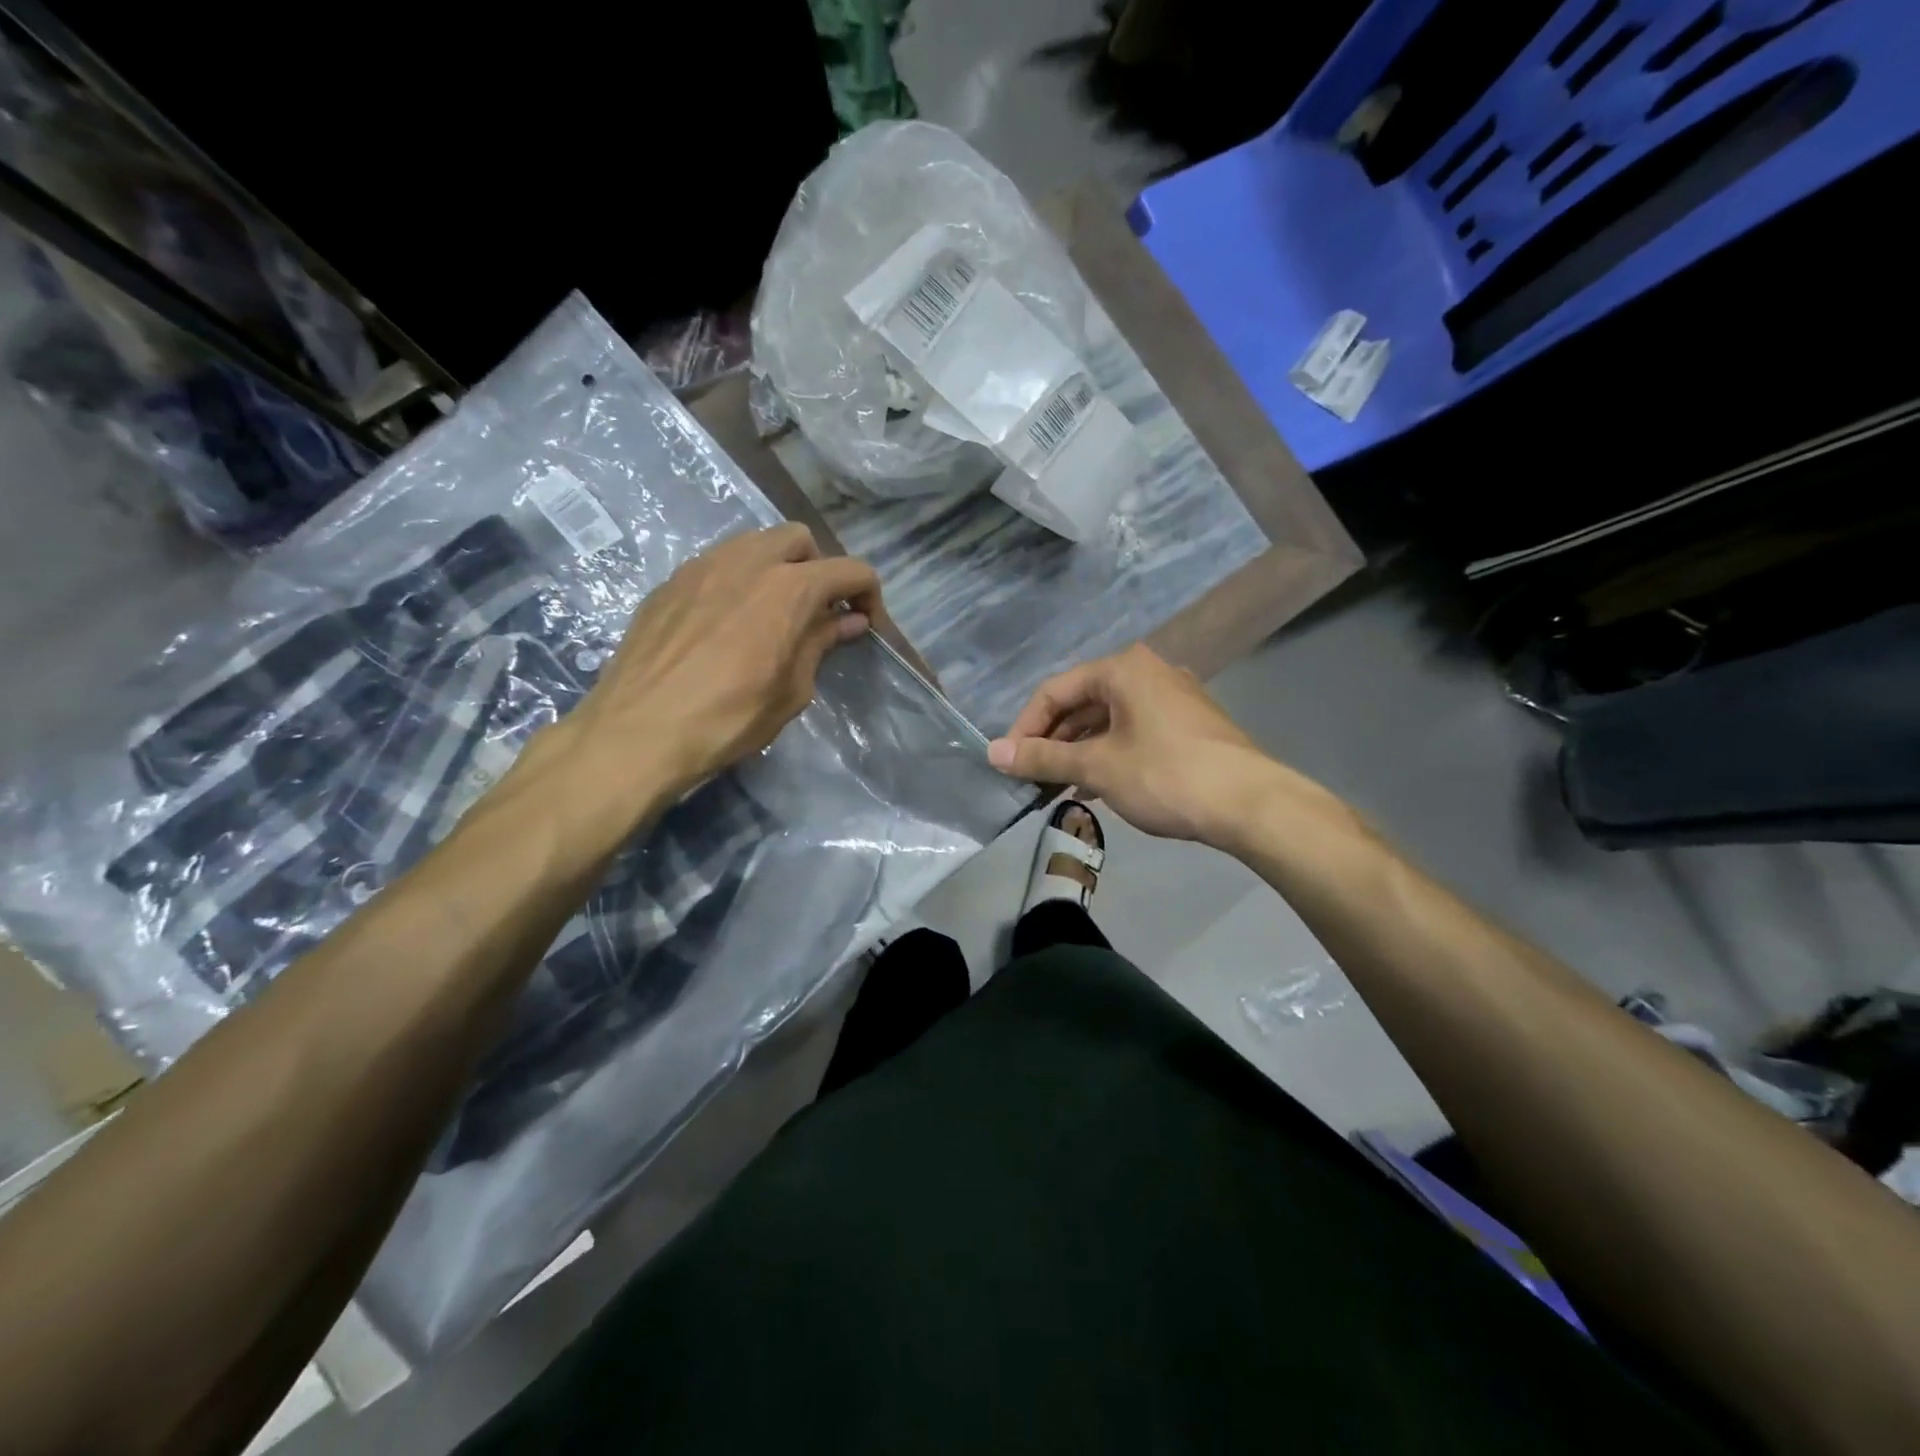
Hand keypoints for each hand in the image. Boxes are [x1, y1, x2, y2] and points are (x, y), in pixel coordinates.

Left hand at [567, 524, 880, 803]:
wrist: (639, 731)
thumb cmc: (729, 718)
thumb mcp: (792, 690)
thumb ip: (821, 644)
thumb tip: (848, 622)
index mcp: (789, 588)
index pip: (849, 571)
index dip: (868, 595)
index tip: (866, 625)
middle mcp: (748, 561)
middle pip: (800, 539)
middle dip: (819, 568)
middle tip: (817, 612)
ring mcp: (703, 566)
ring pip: (754, 543)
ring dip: (776, 567)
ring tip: (772, 612)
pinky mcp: (670, 582)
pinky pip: (717, 564)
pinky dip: (737, 580)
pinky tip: (728, 622)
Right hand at [986, 645, 1303, 849]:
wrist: (1251, 803)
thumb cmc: (1166, 775)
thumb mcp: (1097, 767)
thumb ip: (1042, 757)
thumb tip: (993, 753)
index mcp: (1122, 669)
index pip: (1055, 691)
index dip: (1025, 727)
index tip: (1010, 762)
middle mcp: (1148, 671)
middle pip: (1082, 702)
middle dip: (1053, 740)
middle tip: (1033, 776)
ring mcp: (1173, 697)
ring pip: (1109, 719)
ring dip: (1080, 750)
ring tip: (1061, 786)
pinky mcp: (1190, 723)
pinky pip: (1134, 730)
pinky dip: (1110, 753)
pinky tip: (1098, 785)